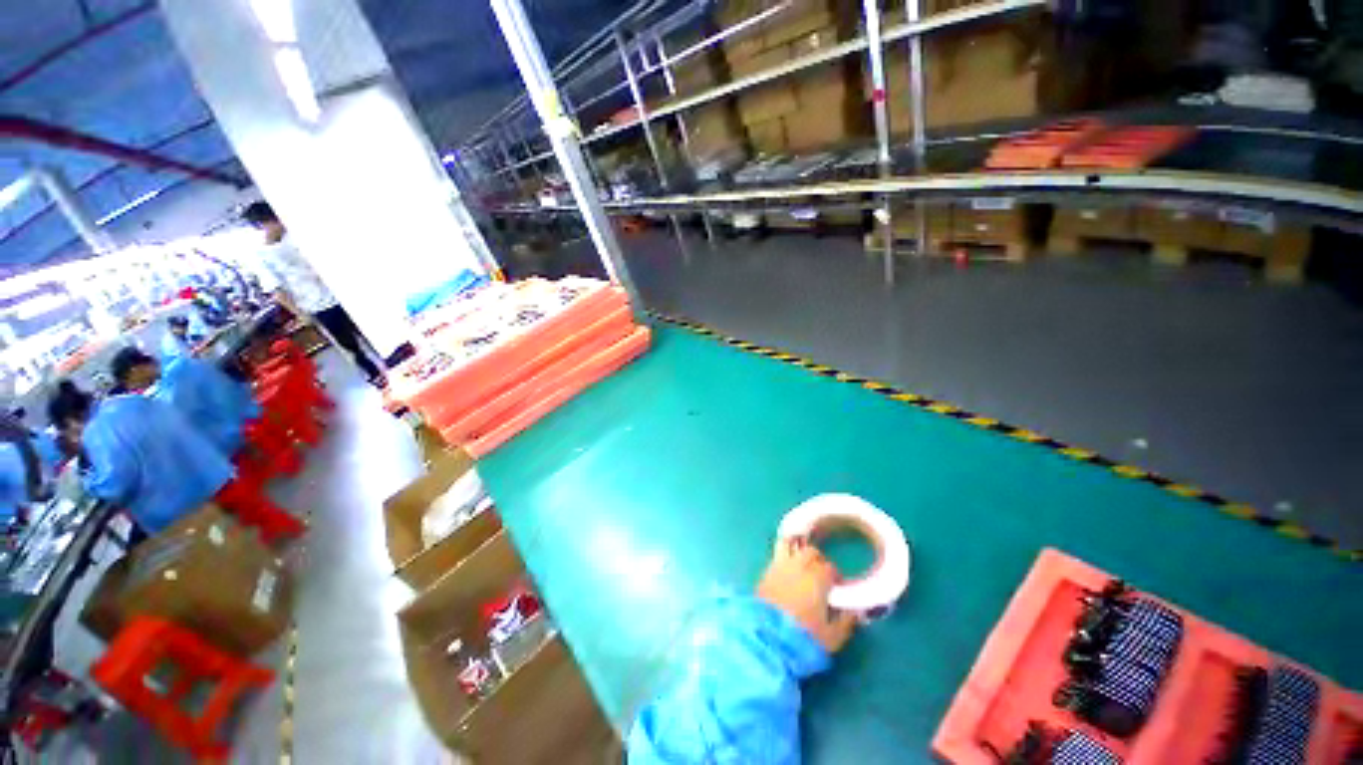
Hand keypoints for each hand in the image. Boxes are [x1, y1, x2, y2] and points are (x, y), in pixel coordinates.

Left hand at [756, 538, 857, 652]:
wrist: (767, 639)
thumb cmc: (805, 639)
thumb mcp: (832, 637)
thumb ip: (846, 622)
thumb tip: (856, 612)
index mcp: (818, 578)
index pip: (830, 568)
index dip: (835, 576)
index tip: (836, 586)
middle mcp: (799, 566)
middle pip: (810, 552)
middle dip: (817, 560)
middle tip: (820, 575)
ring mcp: (779, 566)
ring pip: (790, 548)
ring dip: (798, 553)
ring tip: (801, 565)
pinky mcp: (765, 572)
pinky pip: (776, 557)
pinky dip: (783, 559)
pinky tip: (786, 571)